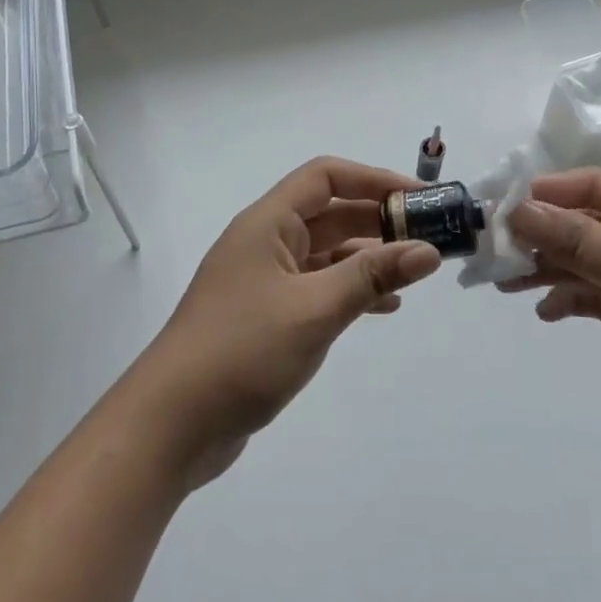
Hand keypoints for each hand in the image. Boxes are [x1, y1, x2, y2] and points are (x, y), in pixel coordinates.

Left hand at [120, 157, 440, 487]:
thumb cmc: (243, 351)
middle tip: (428, 237)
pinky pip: (317, 287)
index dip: (374, 180)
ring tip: (414, 272)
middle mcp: (265, 242)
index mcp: (268, 223)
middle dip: (379, 221)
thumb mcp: (315, 309)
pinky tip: (382, 308)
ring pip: (326, 253)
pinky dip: (350, 290)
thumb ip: (372, 277)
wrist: (172, 424)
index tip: (418, 200)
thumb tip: (428, 250)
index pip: (326, 177)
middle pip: (330, 213)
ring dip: (368, 257)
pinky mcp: (266, 315)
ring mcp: (264, 280)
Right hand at [503, 169, 600, 460]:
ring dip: (550, 270)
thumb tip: (519, 209)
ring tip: (505, 283)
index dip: (547, 193)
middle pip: (588, 223)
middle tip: (492, 252)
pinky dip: (572, 301)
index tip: (498, 207)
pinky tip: (545, 311)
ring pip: (589, 262)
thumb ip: (579, 241)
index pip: (595, 184)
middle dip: (542, 235)